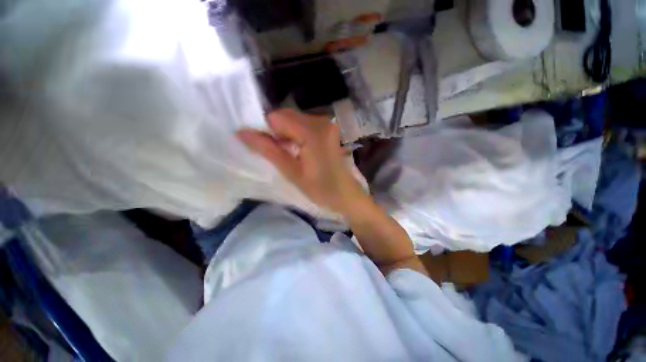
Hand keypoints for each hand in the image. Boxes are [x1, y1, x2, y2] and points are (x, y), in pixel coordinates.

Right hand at [237, 109, 365, 214]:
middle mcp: (321, 122)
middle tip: (276, 152)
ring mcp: (327, 124)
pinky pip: (305, 124)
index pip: (277, 117)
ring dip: (285, 132)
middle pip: (286, 115)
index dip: (265, 129)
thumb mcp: (292, 172)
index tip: (264, 146)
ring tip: (287, 153)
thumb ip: (268, 150)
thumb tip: (241, 132)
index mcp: (312, 132)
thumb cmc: (321, 189)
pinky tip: (297, 149)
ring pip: (295, 119)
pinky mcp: (329, 129)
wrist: (346, 194)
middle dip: (275, 130)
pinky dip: (296, 133)